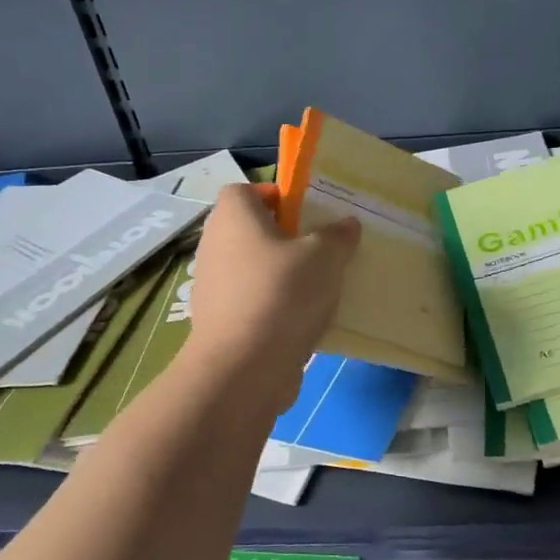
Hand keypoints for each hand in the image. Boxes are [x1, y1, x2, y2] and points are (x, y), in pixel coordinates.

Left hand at [184, 184, 359, 411]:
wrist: (243, 368)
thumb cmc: (282, 294)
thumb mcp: (325, 257)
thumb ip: (338, 236)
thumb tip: (346, 225)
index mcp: (234, 216)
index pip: (247, 191)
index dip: (276, 197)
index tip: (307, 216)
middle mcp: (215, 245)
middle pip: (251, 230)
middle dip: (285, 239)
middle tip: (320, 252)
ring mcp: (212, 285)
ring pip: (253, 269)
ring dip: (281, 276)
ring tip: (318, 290)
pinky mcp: (218, 321)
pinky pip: (252, 302)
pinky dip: (274, 307)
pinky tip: (302, 322)